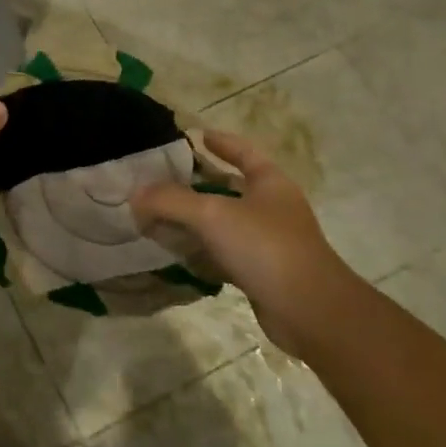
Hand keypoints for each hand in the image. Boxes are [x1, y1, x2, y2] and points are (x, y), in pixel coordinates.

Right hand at [134, 130, 351, 356]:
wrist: (310, 311)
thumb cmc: (265, 247)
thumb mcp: (212, 215)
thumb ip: (170, 201)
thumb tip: (135, 196)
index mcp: (270, 182)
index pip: (244, 152)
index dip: (222, 142)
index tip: (196, 135)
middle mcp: (271, 208)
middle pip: (229, 187)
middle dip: (196, 183)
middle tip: (161, 179)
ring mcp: (268, 242)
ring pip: (223, 223)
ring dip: (193, 220)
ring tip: (158, 215)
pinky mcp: (260, 272)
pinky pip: (223, 253)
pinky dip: (200, 251)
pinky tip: (176, 253)